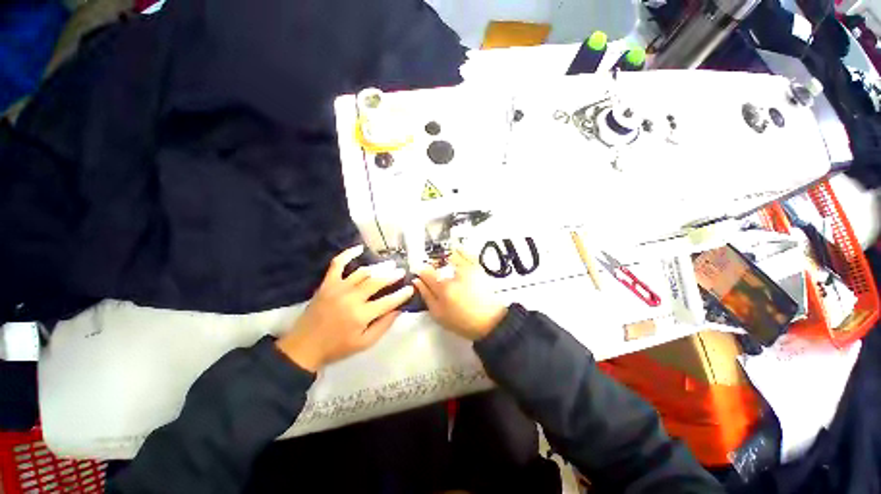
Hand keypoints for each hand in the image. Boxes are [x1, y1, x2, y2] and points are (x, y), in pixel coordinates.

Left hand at [276, 246, 413, 371]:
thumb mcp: (365, 343)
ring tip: (389, 264)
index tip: (411, 288)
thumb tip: (399, 309)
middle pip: (377, 282)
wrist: (305, 346)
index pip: (388, 301)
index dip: (402, 294)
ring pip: (363, 272)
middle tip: (402, 271)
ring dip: (378, 267)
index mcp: (361, 315)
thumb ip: (383, 325)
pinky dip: (348, 254)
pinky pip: (337, 264)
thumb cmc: (338, 347)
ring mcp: (338, 288)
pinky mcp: (327, 284)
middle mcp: (351, 298)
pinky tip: (359, 248)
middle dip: (392, 276)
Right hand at [414, 249, 507, 340]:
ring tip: (444, 265)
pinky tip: (457, 254)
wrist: (490, 321)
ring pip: (451, 255)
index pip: (425, 272)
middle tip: (432, 272)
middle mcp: (455, 274)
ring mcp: (468, 268)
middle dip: (432, 265)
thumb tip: (417, 281)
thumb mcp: (439, 314)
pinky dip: (460, 252)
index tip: (420, 274)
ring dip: (445, 258)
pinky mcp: (478, 267)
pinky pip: (466, 253)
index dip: (420, 271)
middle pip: (437, 262)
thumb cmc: (463, 320)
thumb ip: (426, 295)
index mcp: (444, 288)